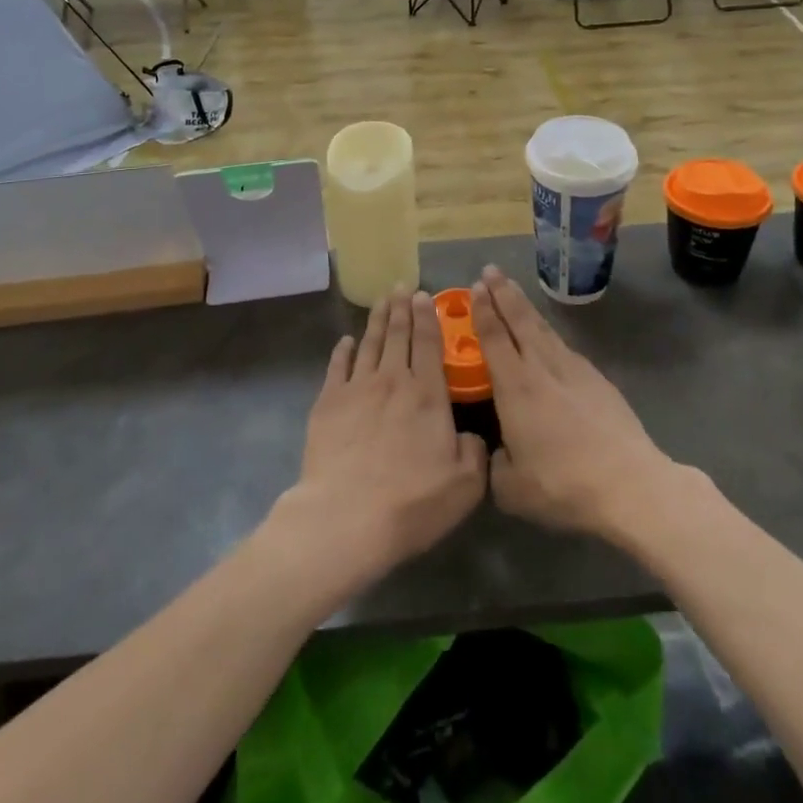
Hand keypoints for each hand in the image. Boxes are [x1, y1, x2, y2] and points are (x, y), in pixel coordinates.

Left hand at [272, 291, 487, 591]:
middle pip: (397, 335)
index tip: (424, 295)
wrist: (347, 516)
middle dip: (401, 307)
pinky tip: (346, 340)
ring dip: (376, 319)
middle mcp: (393, 380)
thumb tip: (471, 435)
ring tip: (381, 300)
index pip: (429, 344)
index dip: (427, 317)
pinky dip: (343, 350)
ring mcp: (357, 388)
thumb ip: (474, 452)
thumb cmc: (411, 502)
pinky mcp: (328, 402)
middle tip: (401, 286)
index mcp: (428, 394)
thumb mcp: (464, 485)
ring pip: (369, 343)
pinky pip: (337, 366)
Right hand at [471, 266, 679, 541]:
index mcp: (516, 387)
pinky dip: (549, 333)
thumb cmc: (563, 485)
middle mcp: (542, 368)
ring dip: (525, 307)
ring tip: (513, 290)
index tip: (475, 287)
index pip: (494, 338)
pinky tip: (548, 336)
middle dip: (502, 293)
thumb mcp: (512, 489)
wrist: (629, 485)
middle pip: (519, 321)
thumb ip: (495, 465)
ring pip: (543, 329)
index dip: (483, 311)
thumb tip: (497, 453)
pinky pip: (564, 346)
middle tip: (490, 269)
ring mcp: (574, 370)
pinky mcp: (597, 379)